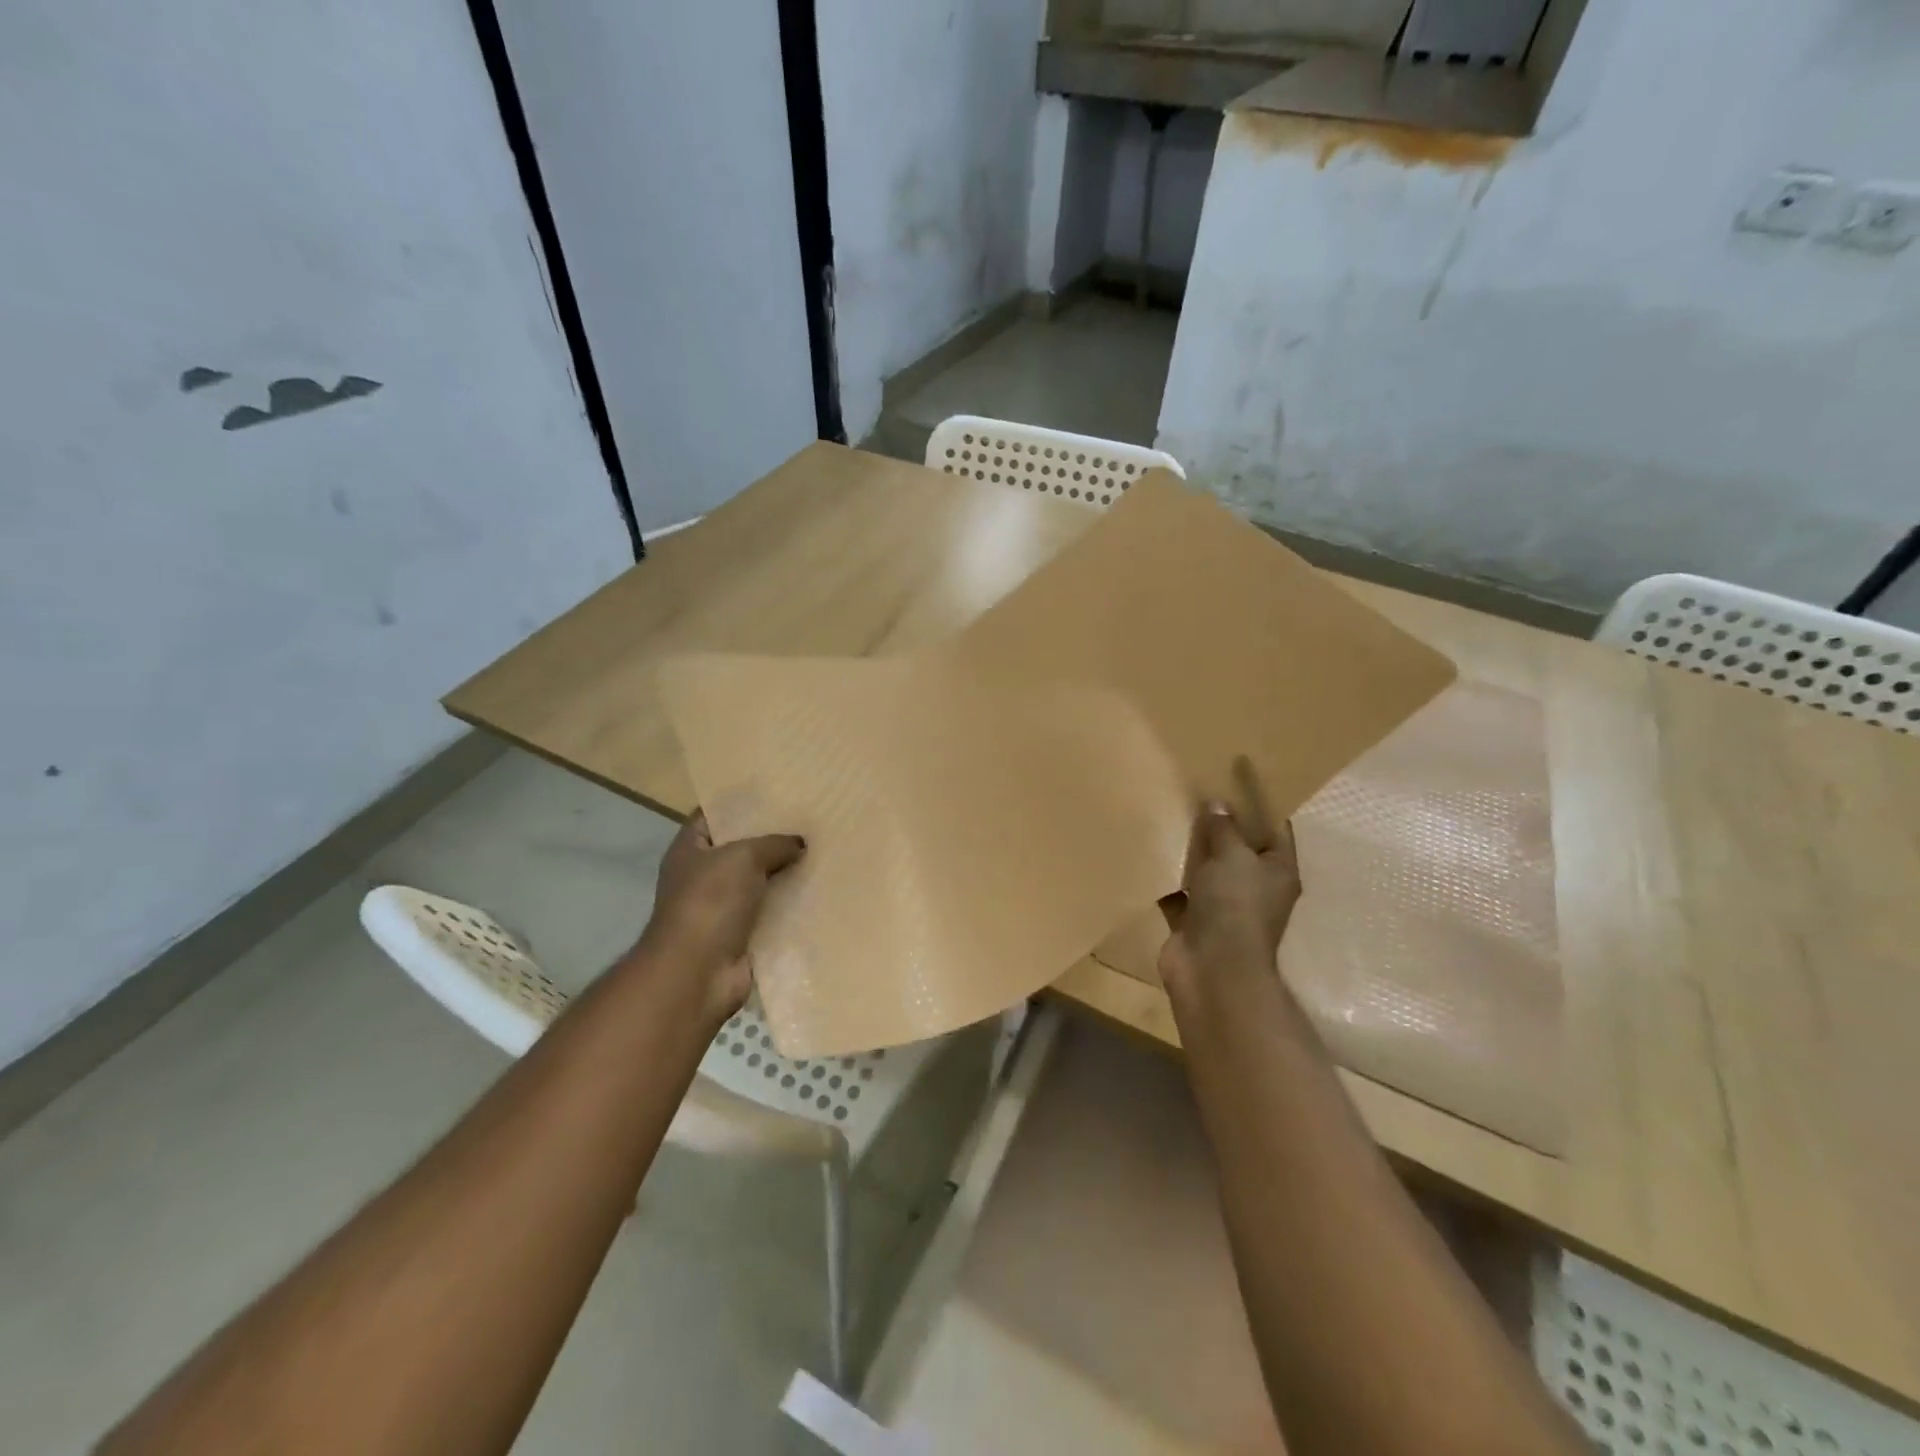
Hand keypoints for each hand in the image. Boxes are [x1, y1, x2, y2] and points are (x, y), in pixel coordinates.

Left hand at [638, 812, 804, 1018]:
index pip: (712, 816)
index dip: (739, 805)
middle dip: (771, 840)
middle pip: (740, 850)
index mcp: (689, 850)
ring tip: (822, 854)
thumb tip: (800, 844)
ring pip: (759, 882)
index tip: (775, 795)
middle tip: (808, 823)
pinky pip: (770, 913)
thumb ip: (774, 844)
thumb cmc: (710, 902)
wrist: (698, 972)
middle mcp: (702, 877)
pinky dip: (790, 906)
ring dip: (785, 874)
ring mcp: (721, 909)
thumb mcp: (743, 857)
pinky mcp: (741, 935)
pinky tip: (819, 892)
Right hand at [1158, 758, 1302, 995]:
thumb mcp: (1234, 857)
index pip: (1274, 828)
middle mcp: (1253, 887)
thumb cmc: (1235, 906)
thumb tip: (1216, 803)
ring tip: (1169, 813)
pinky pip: (1178, 890)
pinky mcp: (1192, 920)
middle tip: (1196, 789)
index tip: (1237, 775)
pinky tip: (1149, 850)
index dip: (1258, 802)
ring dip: (1190, 849)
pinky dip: (1166, 876)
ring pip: (1206, 869)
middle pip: (1237, 847)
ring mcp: (1222, 906)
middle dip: (1219, 823)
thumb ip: (1223, 828)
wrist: (1213, 969)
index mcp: (1277, 870)